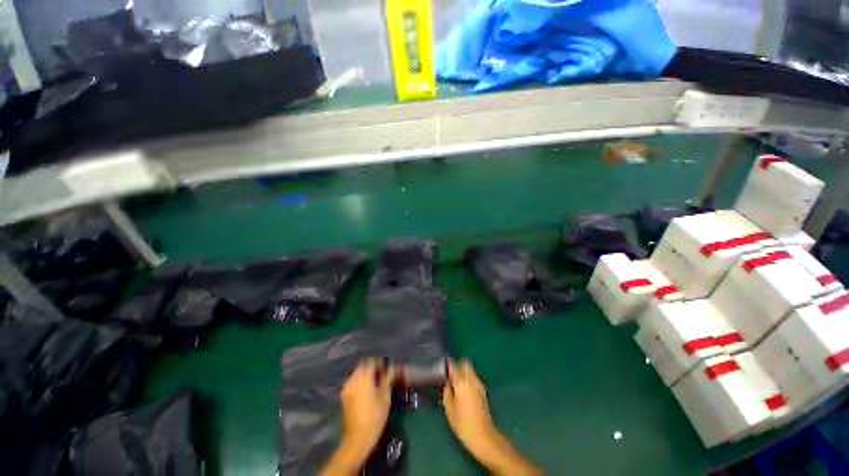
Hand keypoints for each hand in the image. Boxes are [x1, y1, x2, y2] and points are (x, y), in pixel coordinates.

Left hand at [338, 359, 393, 460]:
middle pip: (364, 365)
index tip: (388, 367)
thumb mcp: (385, 397)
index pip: (372, 361)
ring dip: (366, 373)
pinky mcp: (344, 395)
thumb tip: (392, 368)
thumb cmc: (374, 417)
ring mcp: (346, 387)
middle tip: (383, 374)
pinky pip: (354, 381)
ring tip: (376, 381)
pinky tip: (367, 389)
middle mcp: (353, 379)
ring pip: (358, 373)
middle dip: (373, 367)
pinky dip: (361, 381)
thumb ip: (387, 379)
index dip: (381, 363)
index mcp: (363, 377)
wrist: (357, 438)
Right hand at [443, 359, 497, 459]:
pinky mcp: (483, 392)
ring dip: (464, 372)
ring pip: (471, 370)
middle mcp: (471, 379)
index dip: (448, 364)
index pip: (454, 366)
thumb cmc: (462, 423)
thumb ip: (447, 392)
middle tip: (450, 373)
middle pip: (465, 363)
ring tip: (456, 382)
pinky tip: (464, 390)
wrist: (483, 436)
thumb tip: (447, 383)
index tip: (443, 365)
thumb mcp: (449, 408)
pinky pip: (474, 379)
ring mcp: (479, 385)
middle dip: (458, 365)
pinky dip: (469, 379)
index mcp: (461, 382)